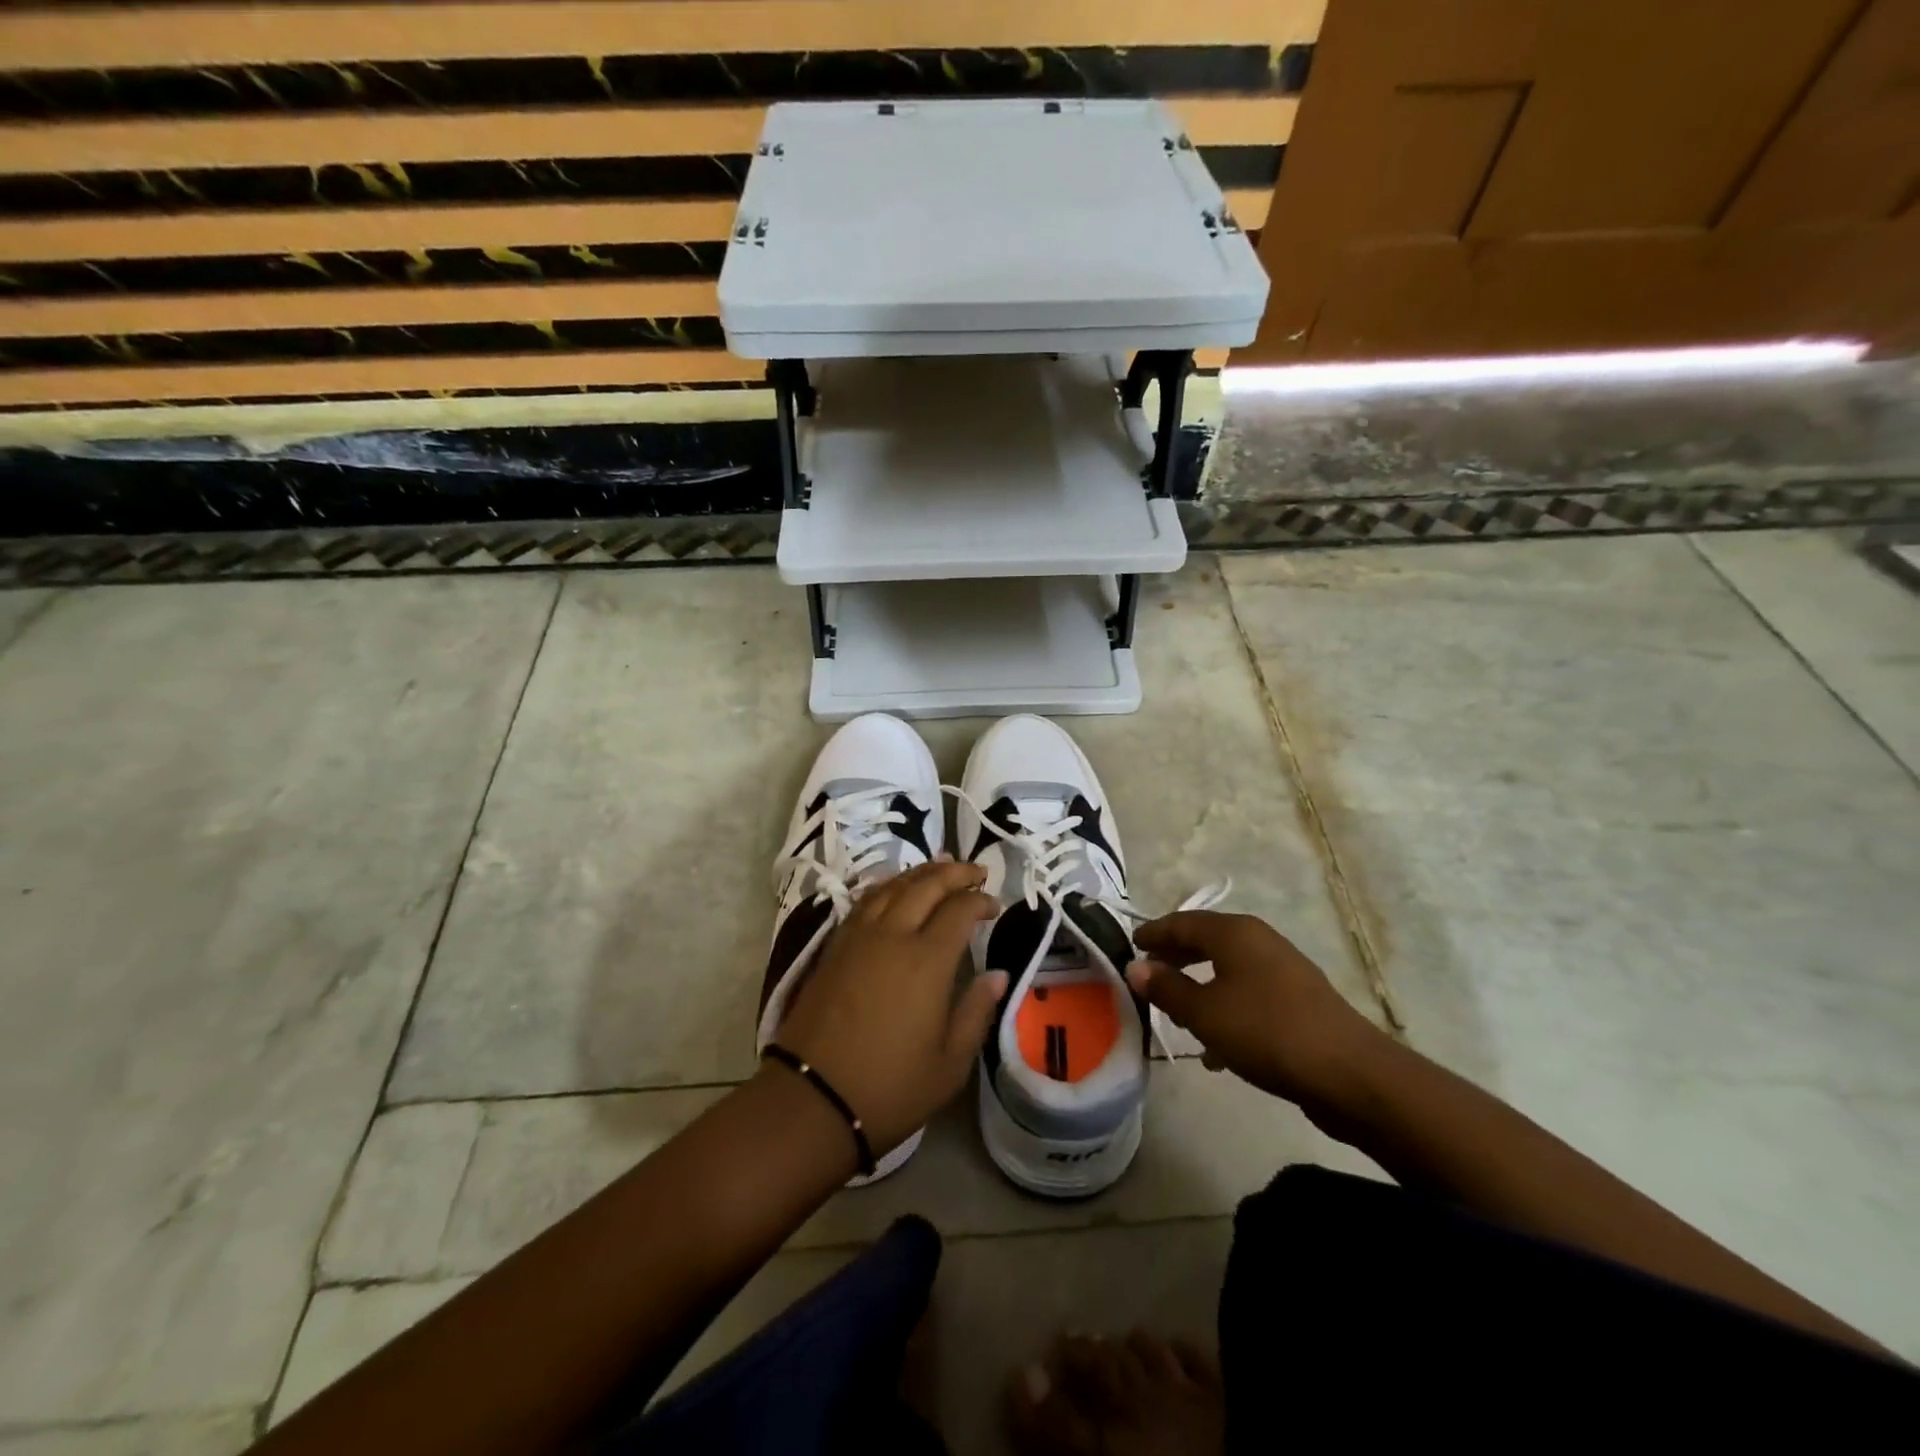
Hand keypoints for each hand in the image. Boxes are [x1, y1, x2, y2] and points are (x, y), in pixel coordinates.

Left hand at [773, 860, 1005, 1154]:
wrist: (812, 1098)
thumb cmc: (890, 1087)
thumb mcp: (950, 1063)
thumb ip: (976, 1011)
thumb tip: (998, 975)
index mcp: (927, 961)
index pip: (959, 910)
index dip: (980, 900)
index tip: (994, 905)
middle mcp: (893, 936)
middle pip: (926, 885)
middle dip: (954, 872)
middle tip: (975, 871)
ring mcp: (858, 937)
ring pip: (892, 886)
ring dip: (920, 872)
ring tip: (940, 865)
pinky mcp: (834, 946)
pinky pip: (866, 900)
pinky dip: (887, 885)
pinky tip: (894, 886)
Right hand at [1125, 911, 1384, 1115]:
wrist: (1351, 1074)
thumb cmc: (1267, 1032)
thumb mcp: (1204, 1013)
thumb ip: (1167, 988)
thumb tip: (1136, 967)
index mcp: (1235, 933)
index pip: (1182, 922)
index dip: (1154, 933)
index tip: (1130, 944)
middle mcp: (1259, 940)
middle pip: (1206, 941)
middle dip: (1176, 957)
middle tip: (1149, 975)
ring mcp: (1284, 969)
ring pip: (1228, 969)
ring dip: (1200, 986)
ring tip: (1178, 1014)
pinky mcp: (1299, 1000)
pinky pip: (1249, 994)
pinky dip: (1226, 1008)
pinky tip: (1218, 1048)